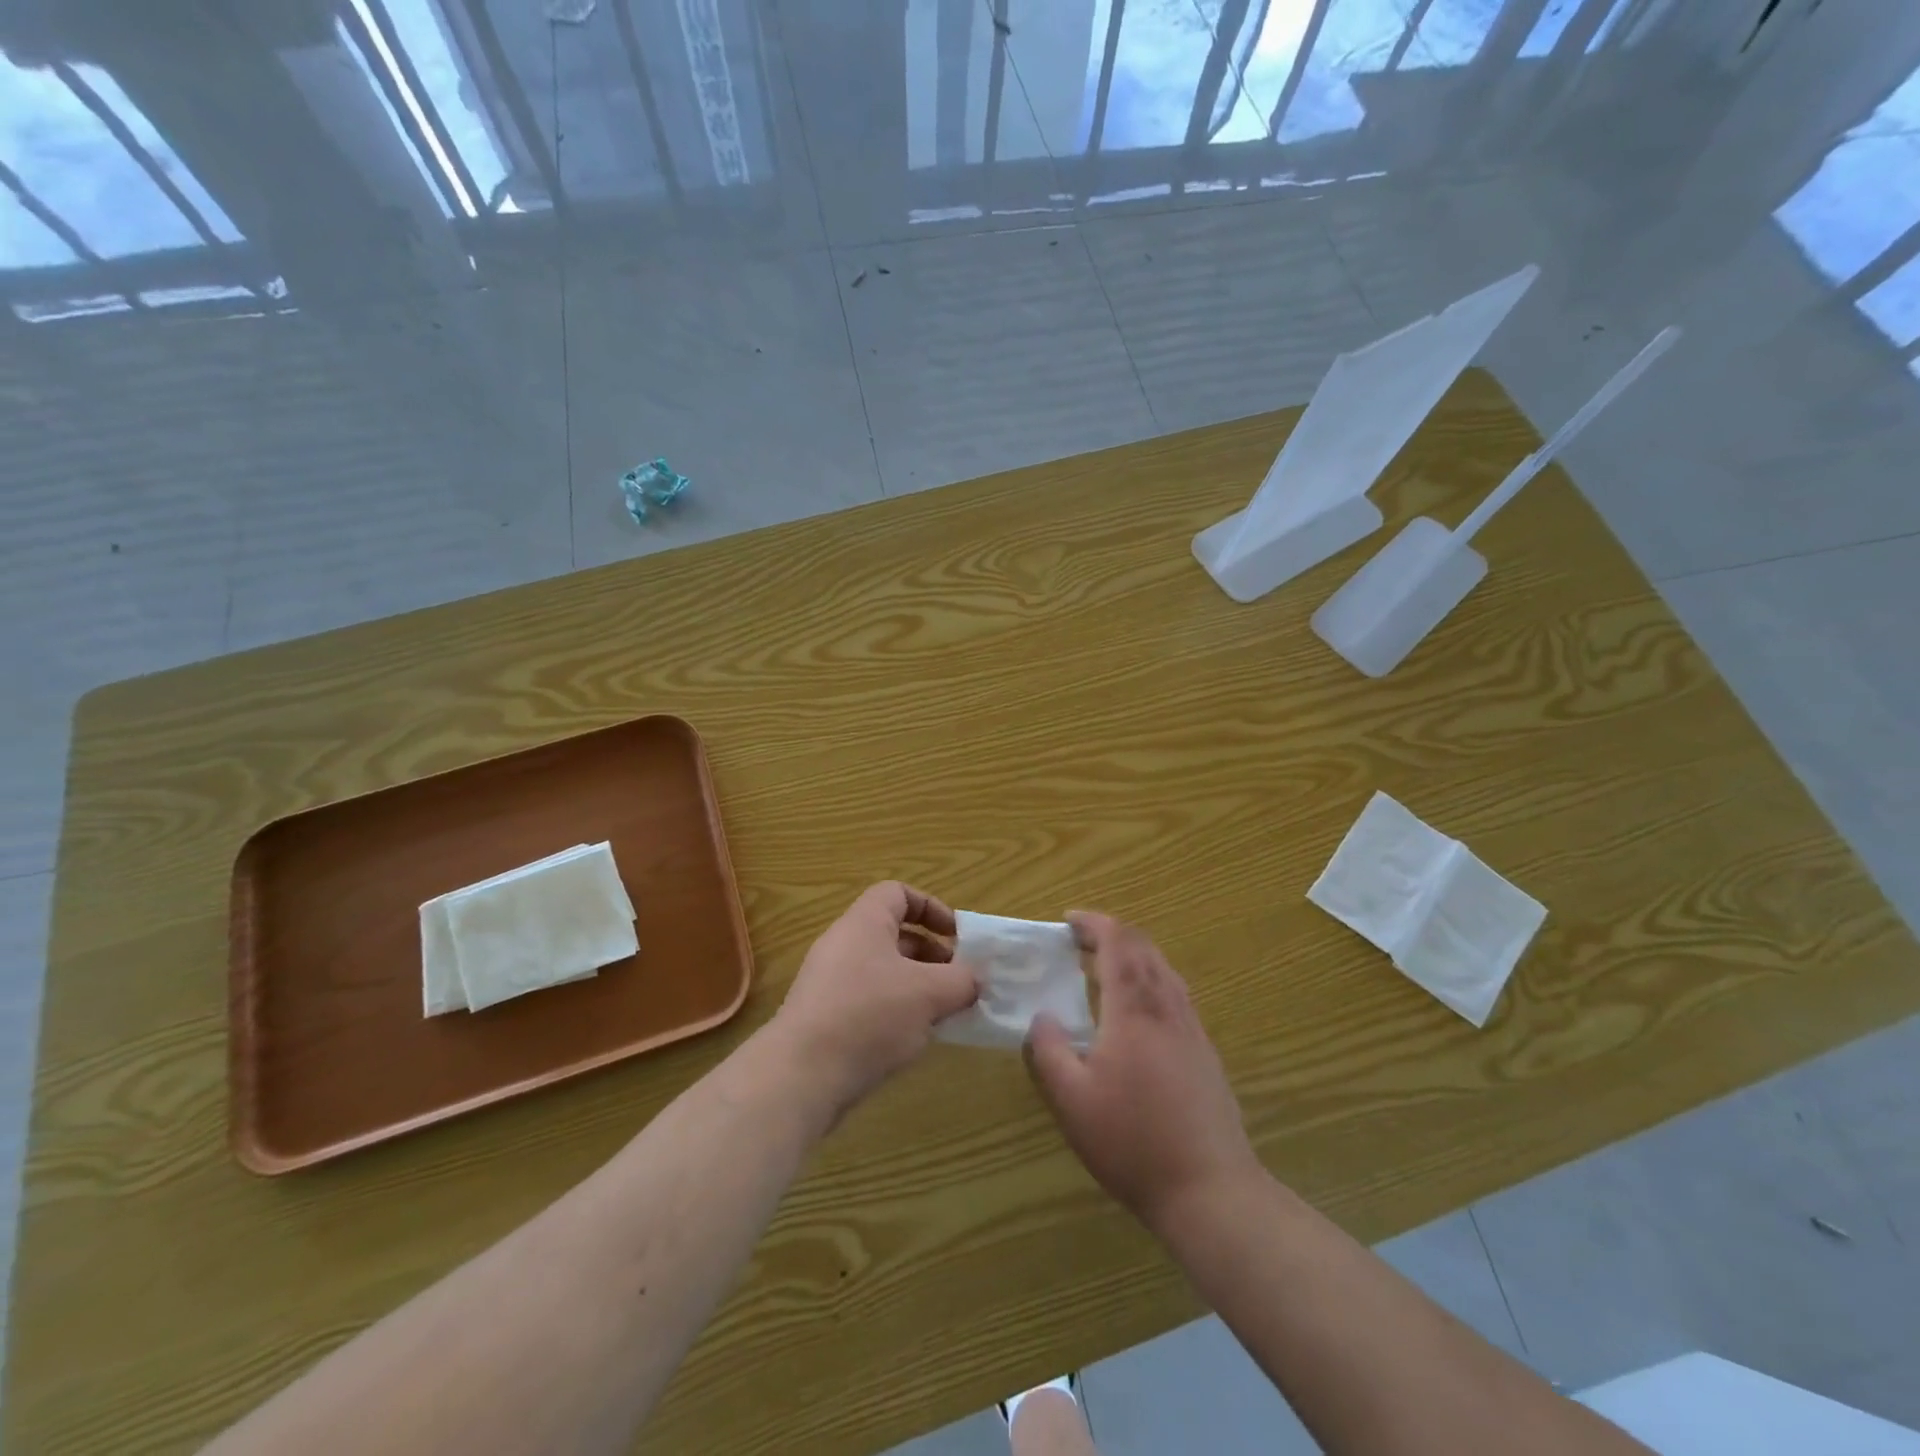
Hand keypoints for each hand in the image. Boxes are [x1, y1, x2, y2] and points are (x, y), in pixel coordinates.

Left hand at [769, 882, 977, 1124]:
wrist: (802, 1075)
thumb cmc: (870, 1015)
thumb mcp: (929, 993)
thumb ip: (961, 980)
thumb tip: (974, 980)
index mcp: (864, 923)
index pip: (898, 893)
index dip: (931, 907)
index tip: (956, 937)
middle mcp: (844, 944)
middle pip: (894, 934)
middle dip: (932, 955)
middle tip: (958, 981)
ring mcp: (830, 982)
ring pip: (884, 971)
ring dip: (918, 987)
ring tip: (943, 1014)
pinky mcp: (826, 1018)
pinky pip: (869, 1001)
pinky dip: (896, 1012)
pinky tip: (913, 1039)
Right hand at [1025, 912, 1260, 1233]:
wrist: (1210, 1189)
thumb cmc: (1132, 1141)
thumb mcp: (1072, 1100)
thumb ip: (1048, 1050)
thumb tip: (1042, 1017)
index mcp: (1134, 1009)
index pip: (1118, 942)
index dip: (1093, 923)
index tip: (1068, 920)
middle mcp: (1167, 1007)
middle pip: (1145, 948)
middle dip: (1112, 934)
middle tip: (1080, 942)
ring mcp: (1192, 1029)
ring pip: (1165, 969)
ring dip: (1134, 955)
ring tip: (1106, 969)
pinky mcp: (1205, 1052)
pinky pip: (1177, 994)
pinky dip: (1152, 980)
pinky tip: (1139, 1011)